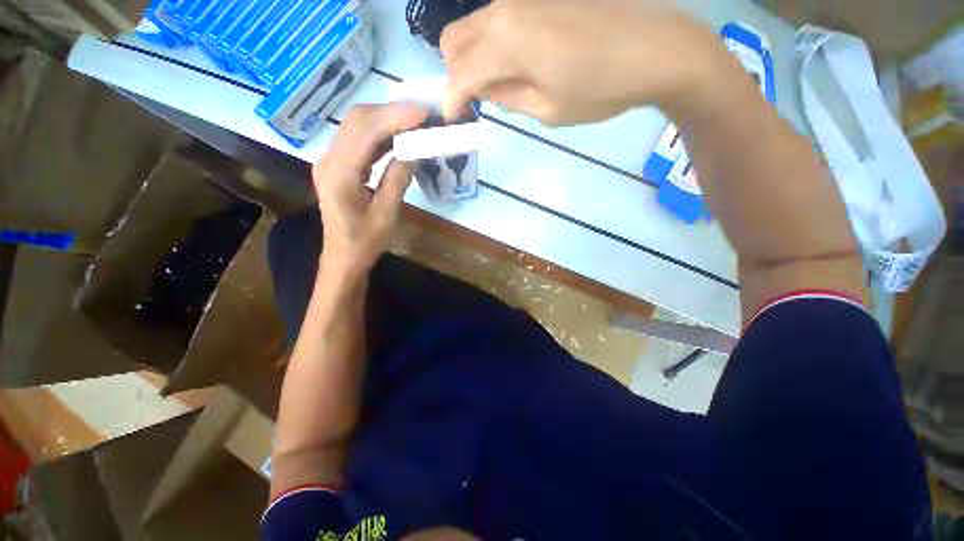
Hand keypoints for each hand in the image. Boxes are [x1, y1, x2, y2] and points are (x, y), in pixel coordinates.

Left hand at [313, 104, 428, 277]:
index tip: (424, 113)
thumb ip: (398, 179)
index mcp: (339, 175)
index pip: (365, 132)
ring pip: (357, 125)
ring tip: (415, 121)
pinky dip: (380, 132)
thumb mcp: (387, 214)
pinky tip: (399, 135)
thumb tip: (415, 150)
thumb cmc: (365, 242)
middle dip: (392, 112)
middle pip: (357, 120)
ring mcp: (330, 160)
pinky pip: (358, 139)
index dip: (395, 117)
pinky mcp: (338, 164)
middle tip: (423, 114)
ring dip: (386, 119)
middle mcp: (329, 160)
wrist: (343, 257)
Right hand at [441, 0, 725, 125]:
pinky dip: (496, 44)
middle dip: (457, 73)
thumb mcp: (547, 109)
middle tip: (480, 98)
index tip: (453, 119)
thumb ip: (507, 96)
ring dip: (475, 58)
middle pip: (454, 40)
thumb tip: (484, 90)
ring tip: (504, 83)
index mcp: (506, 40)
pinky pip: (499, 19)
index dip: (451, 101)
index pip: (459, 74)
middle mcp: (505, 7)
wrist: (655, 49)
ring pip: (474, 26)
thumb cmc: (600, 89)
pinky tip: (521, 62)